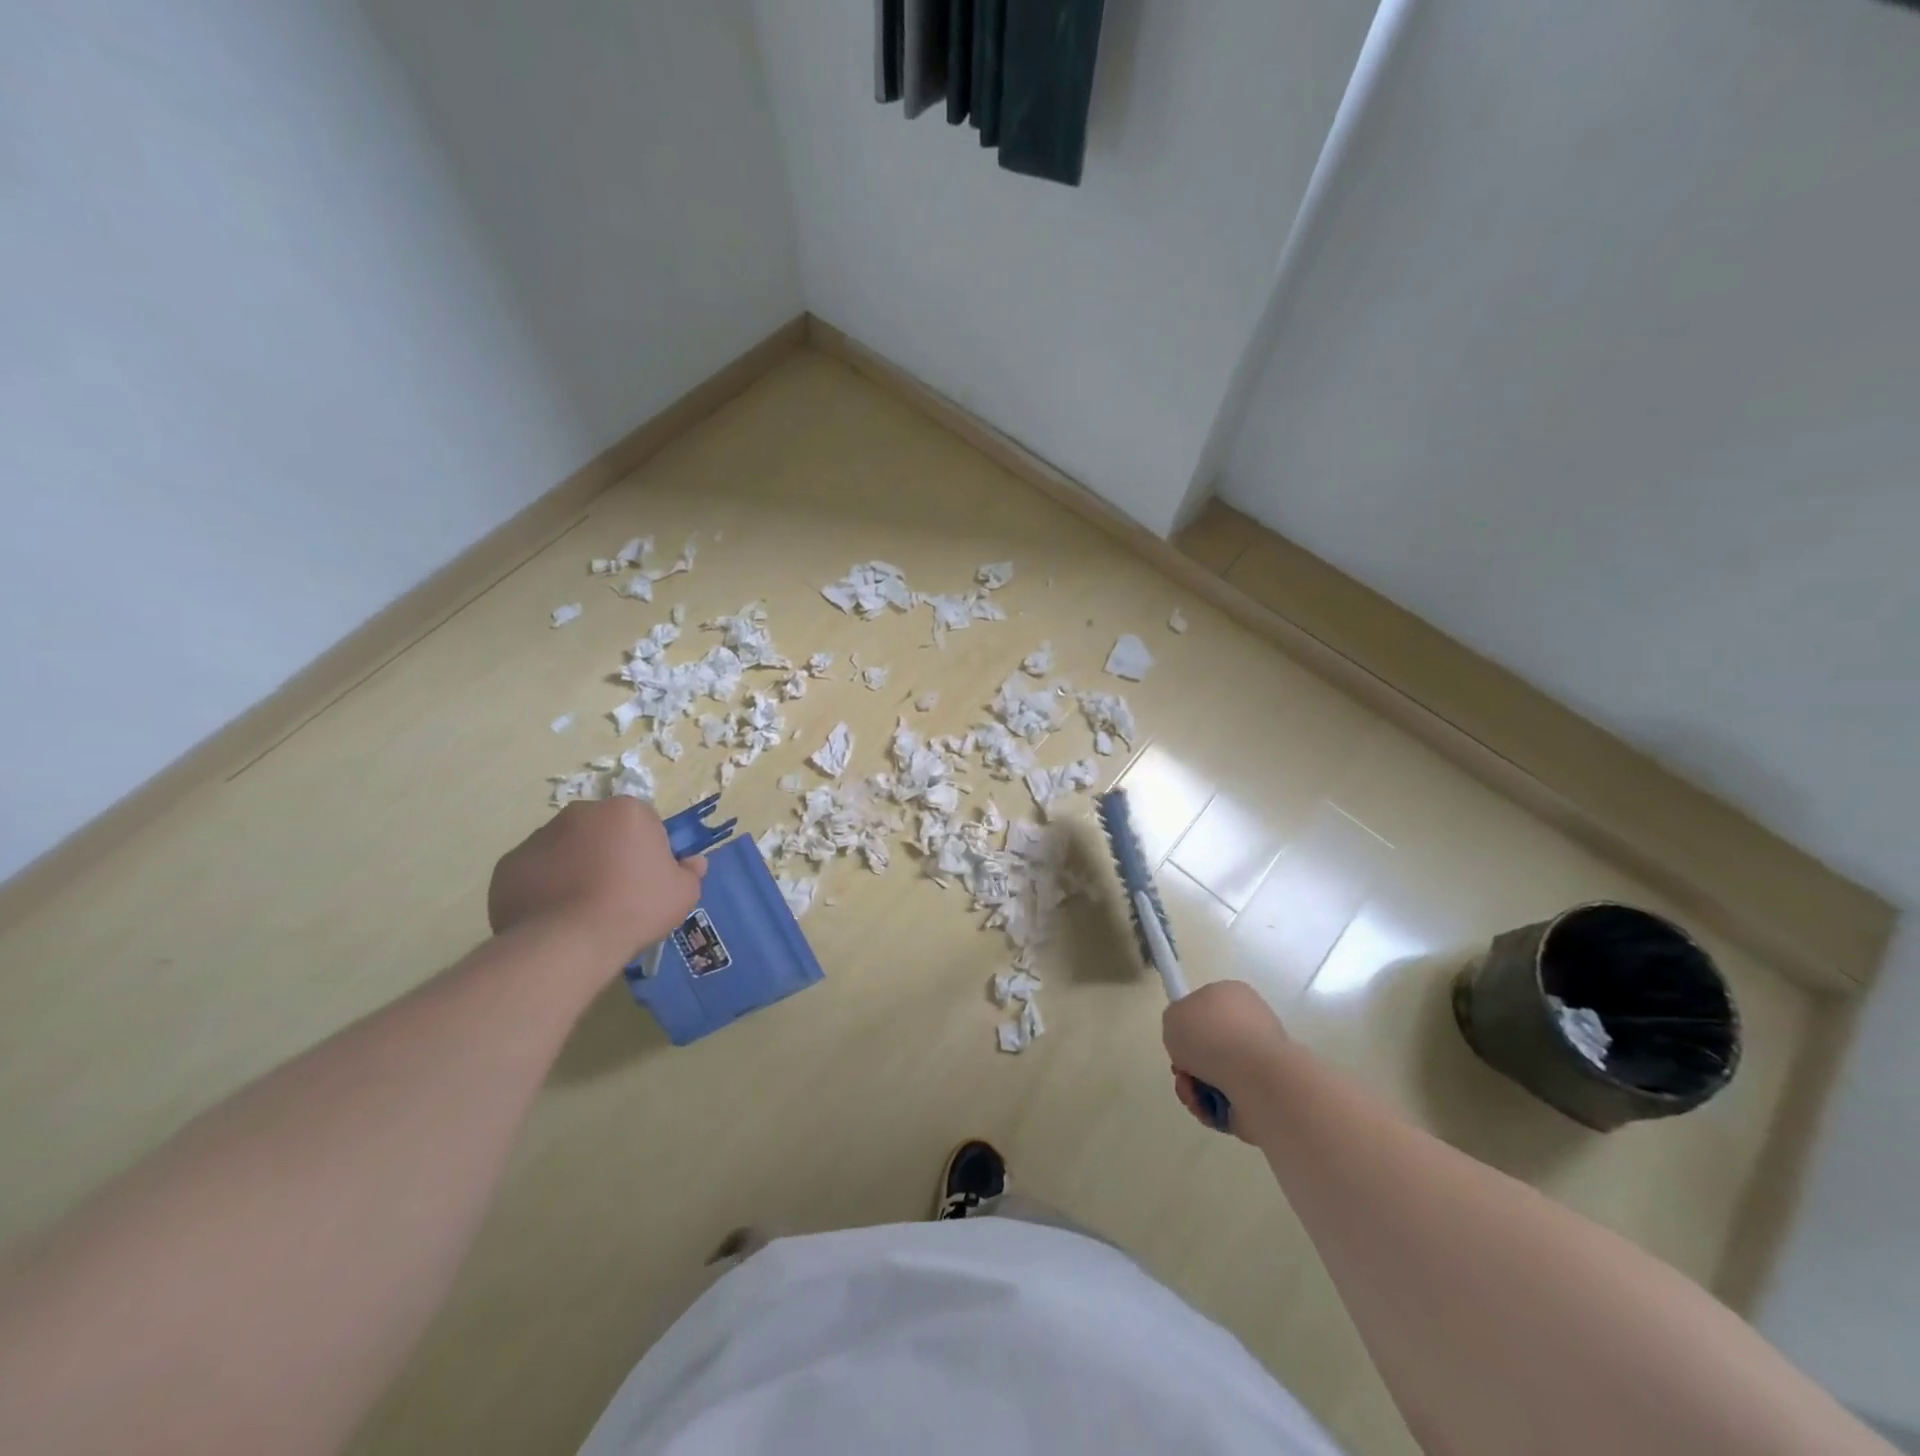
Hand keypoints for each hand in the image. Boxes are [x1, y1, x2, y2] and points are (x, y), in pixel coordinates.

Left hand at [488, 798, 705, 966]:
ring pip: (566, 848)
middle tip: (616, 892)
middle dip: (608, 852)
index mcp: (626, 811)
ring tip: (582, 908)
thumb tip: (692, 863)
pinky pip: (535, 872)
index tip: (647, 878)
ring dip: (575, 867)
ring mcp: (539, 837)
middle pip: (601, 830)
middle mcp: (580, 813)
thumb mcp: (683, 893)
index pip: (643, 822)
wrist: (567, 942)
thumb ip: (690, 872)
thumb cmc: (635, 908)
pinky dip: (544, 886)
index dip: (648, 850)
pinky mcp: (509, 864)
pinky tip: (554, 916)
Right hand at [1163, 981, 1291, 1142]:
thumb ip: (1175, 1022)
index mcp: (1233, 995)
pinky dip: (1211, 1106)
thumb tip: (1189, 1040)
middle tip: (1182, 1070)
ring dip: (1194, 1087)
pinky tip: (1207, 1105)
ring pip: (1214, 1076)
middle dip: (1188, 1063)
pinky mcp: (1263, 1094)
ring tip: (1193, 1092)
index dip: (1187, 1024)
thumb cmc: (1211, 1036)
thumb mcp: (1173, 1015)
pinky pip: (1226, 1100)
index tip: (1178, 1039)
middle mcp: (1250, 1024)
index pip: (1205, 1006)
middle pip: (1208, 1045)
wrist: (1255, 1078)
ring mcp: (1259, 1061)